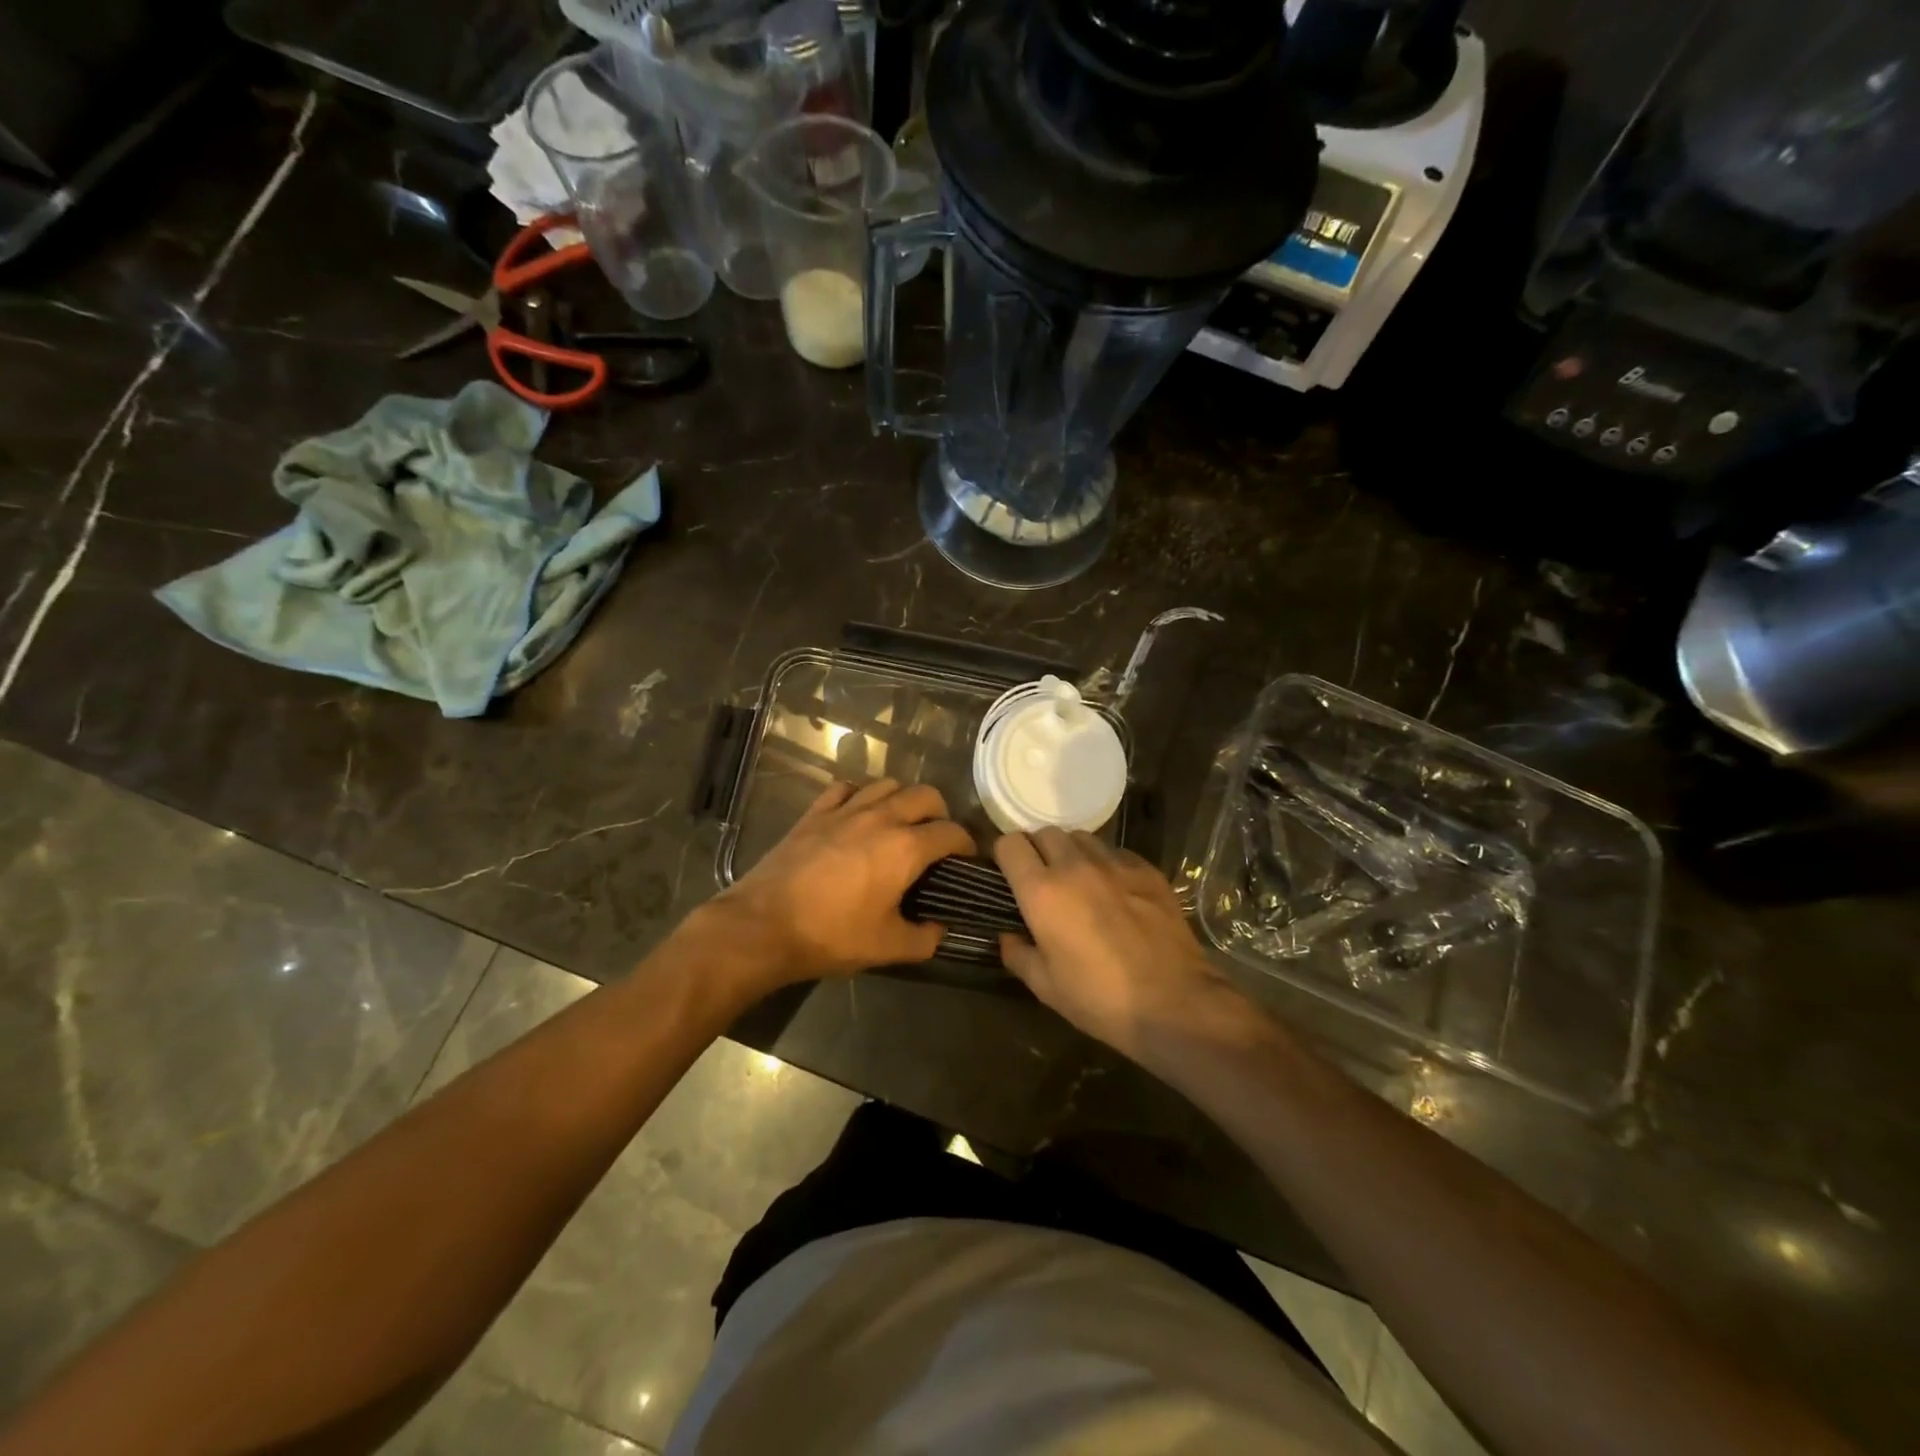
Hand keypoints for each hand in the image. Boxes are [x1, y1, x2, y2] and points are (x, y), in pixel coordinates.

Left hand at [711, 779, 975, 984]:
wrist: (763, 926)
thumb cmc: (830, 936)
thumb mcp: (887, 948)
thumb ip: (925, 938)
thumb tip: (940, 929)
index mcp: (905, 848)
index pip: (951, 832)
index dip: (966, 844)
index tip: (966, 860)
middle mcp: (881, 817)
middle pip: (926, 795)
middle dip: (940, 814)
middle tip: (935, 841)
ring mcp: (845, 810)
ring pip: (887, 784)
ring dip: (903, 799)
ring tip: (900, 824)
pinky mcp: (815, 813)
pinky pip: (846, 788)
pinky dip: (860, 795)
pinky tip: (858, 814)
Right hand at [995, 829, 1247, 1061]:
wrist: (1175, 1002)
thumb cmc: (1100, 999)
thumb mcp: (1046, 987)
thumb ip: (1018, 954)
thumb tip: (1008, 936)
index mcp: (1042, 891)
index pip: (1010, 844)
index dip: (1004, 855)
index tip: (1006, 874)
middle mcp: (1075, 866)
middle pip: (1045, 833)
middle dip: (1037, 850)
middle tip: (1042, 879)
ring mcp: (1114, 864)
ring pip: (1081, 837)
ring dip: (1071, 852)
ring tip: (1078, 880)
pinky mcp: (1147, 869)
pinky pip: (1116, 852)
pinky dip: (1106, 863)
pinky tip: (1114, 890)